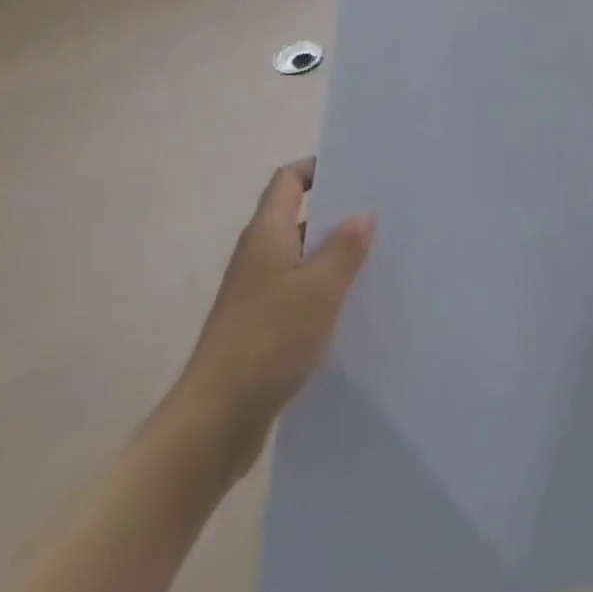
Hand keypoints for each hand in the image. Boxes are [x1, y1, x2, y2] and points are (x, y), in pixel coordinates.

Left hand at [174, 159, 374, 476]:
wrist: (213, 423)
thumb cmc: (268, 341)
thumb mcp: (319, 290)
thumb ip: (345, 248)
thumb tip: (362, 214)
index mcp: (266, 235)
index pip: (288, 181)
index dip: (318, 168)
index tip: (355, 171)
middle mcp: (257, 256)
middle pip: (296, 216)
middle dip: (335, 212)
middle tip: (379, 212)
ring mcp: (254, 293)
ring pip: (299, 257)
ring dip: (331, 254)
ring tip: (376, 256)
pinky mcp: (258, 326)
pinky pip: (296, 291)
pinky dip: (322, 288)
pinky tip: (350, 304)